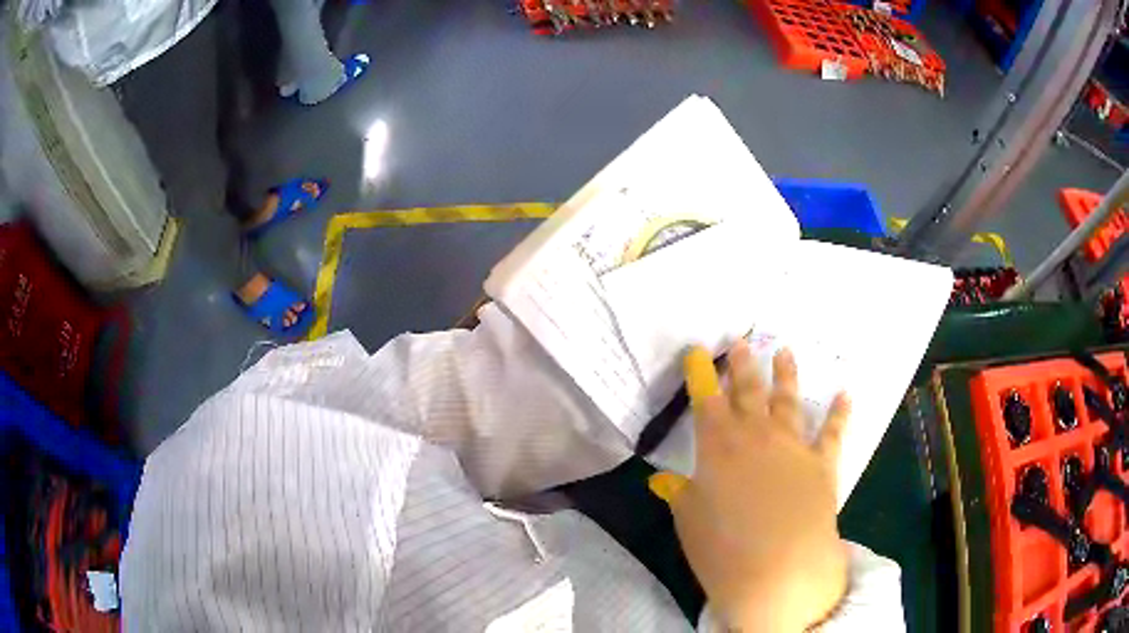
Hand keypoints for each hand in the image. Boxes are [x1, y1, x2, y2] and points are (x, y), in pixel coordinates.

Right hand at [649, 341, 851, 630]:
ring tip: (785, 351)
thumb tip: (665, 480)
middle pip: (749, 391)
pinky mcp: (823, 464)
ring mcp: (794, 447)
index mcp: (718, 447)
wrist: (780, 570)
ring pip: (789, 401)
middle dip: (743, 365)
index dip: (700, 373)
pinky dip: (840, 413)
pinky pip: (833, 432)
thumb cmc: (724, 549)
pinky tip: (846, 395)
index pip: (705, 400)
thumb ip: (680, 495)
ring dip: (787, 375)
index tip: (697, 351)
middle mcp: (757, 437)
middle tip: (742, 343)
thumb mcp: (689, 522)